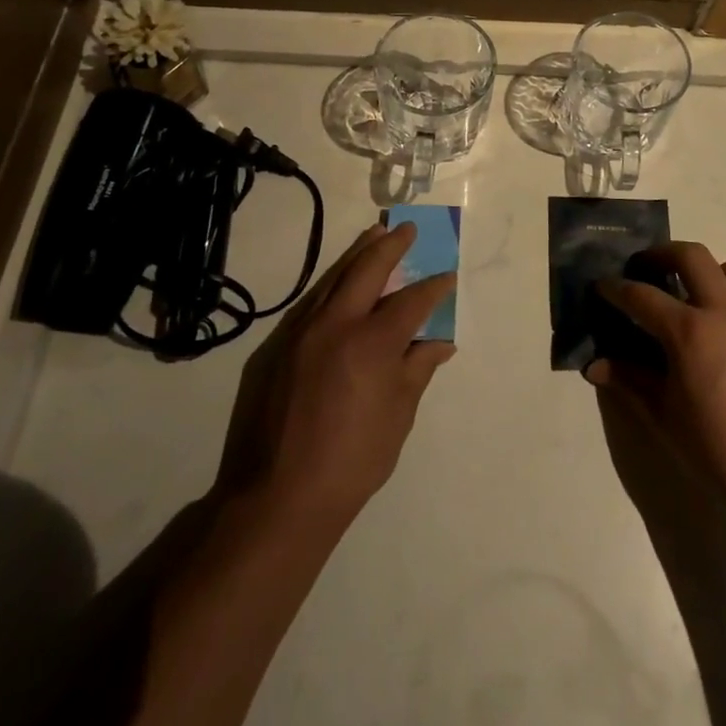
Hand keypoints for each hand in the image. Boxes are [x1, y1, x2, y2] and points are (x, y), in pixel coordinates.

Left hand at [215, 222, 455, 533]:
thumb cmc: (352, 461)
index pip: (410, 301)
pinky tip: (341, 283)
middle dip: (391, 245)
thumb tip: (439, 342)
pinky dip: (333, 283)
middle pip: (366, 269)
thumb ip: (417, 370)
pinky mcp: (278, 346)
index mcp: (371, 343)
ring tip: (374, 235)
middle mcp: (335, 325)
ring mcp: (301, 332)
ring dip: (358, 254)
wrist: (278, 496)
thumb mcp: (398, 416)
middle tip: (408, 229)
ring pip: (334, 279)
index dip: (433, 287)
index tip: (447, 276)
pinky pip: (312, 302)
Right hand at [586, 242, 725, 514]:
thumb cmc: (717, 449)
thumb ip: (629, 380)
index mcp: (689, 332)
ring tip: (695, 295)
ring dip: (708, 272)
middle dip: (662, 254)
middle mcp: (725, 313)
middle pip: (691, 255)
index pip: (641, 295)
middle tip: (647, 270)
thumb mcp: (663, 415)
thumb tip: (595, 366)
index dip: (616, 288)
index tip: (602, 286)